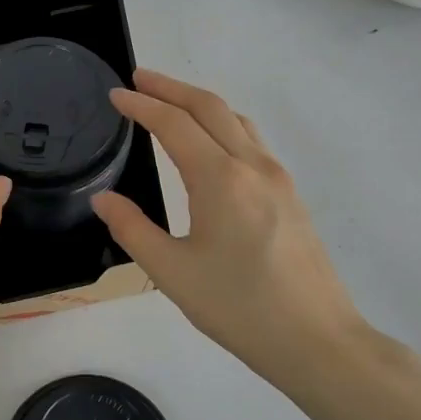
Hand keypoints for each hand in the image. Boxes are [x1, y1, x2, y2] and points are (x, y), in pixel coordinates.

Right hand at [92, 70, 374, 390]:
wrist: (317, 340)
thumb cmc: (238, 307)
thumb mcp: (172, 272)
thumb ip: (132, 228)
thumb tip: (103, 199)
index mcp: (220, 179)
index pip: (174, 125)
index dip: (142, 105)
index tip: (116, 94)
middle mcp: (253, 166)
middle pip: (210, 108)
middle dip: (171, 88)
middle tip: (139, 79)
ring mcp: (278, 179)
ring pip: (237, 121)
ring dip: (200, 103)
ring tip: (171, 103)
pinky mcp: (291, 196)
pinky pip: (252, 142)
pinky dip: (223, 125)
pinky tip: (211, 144)